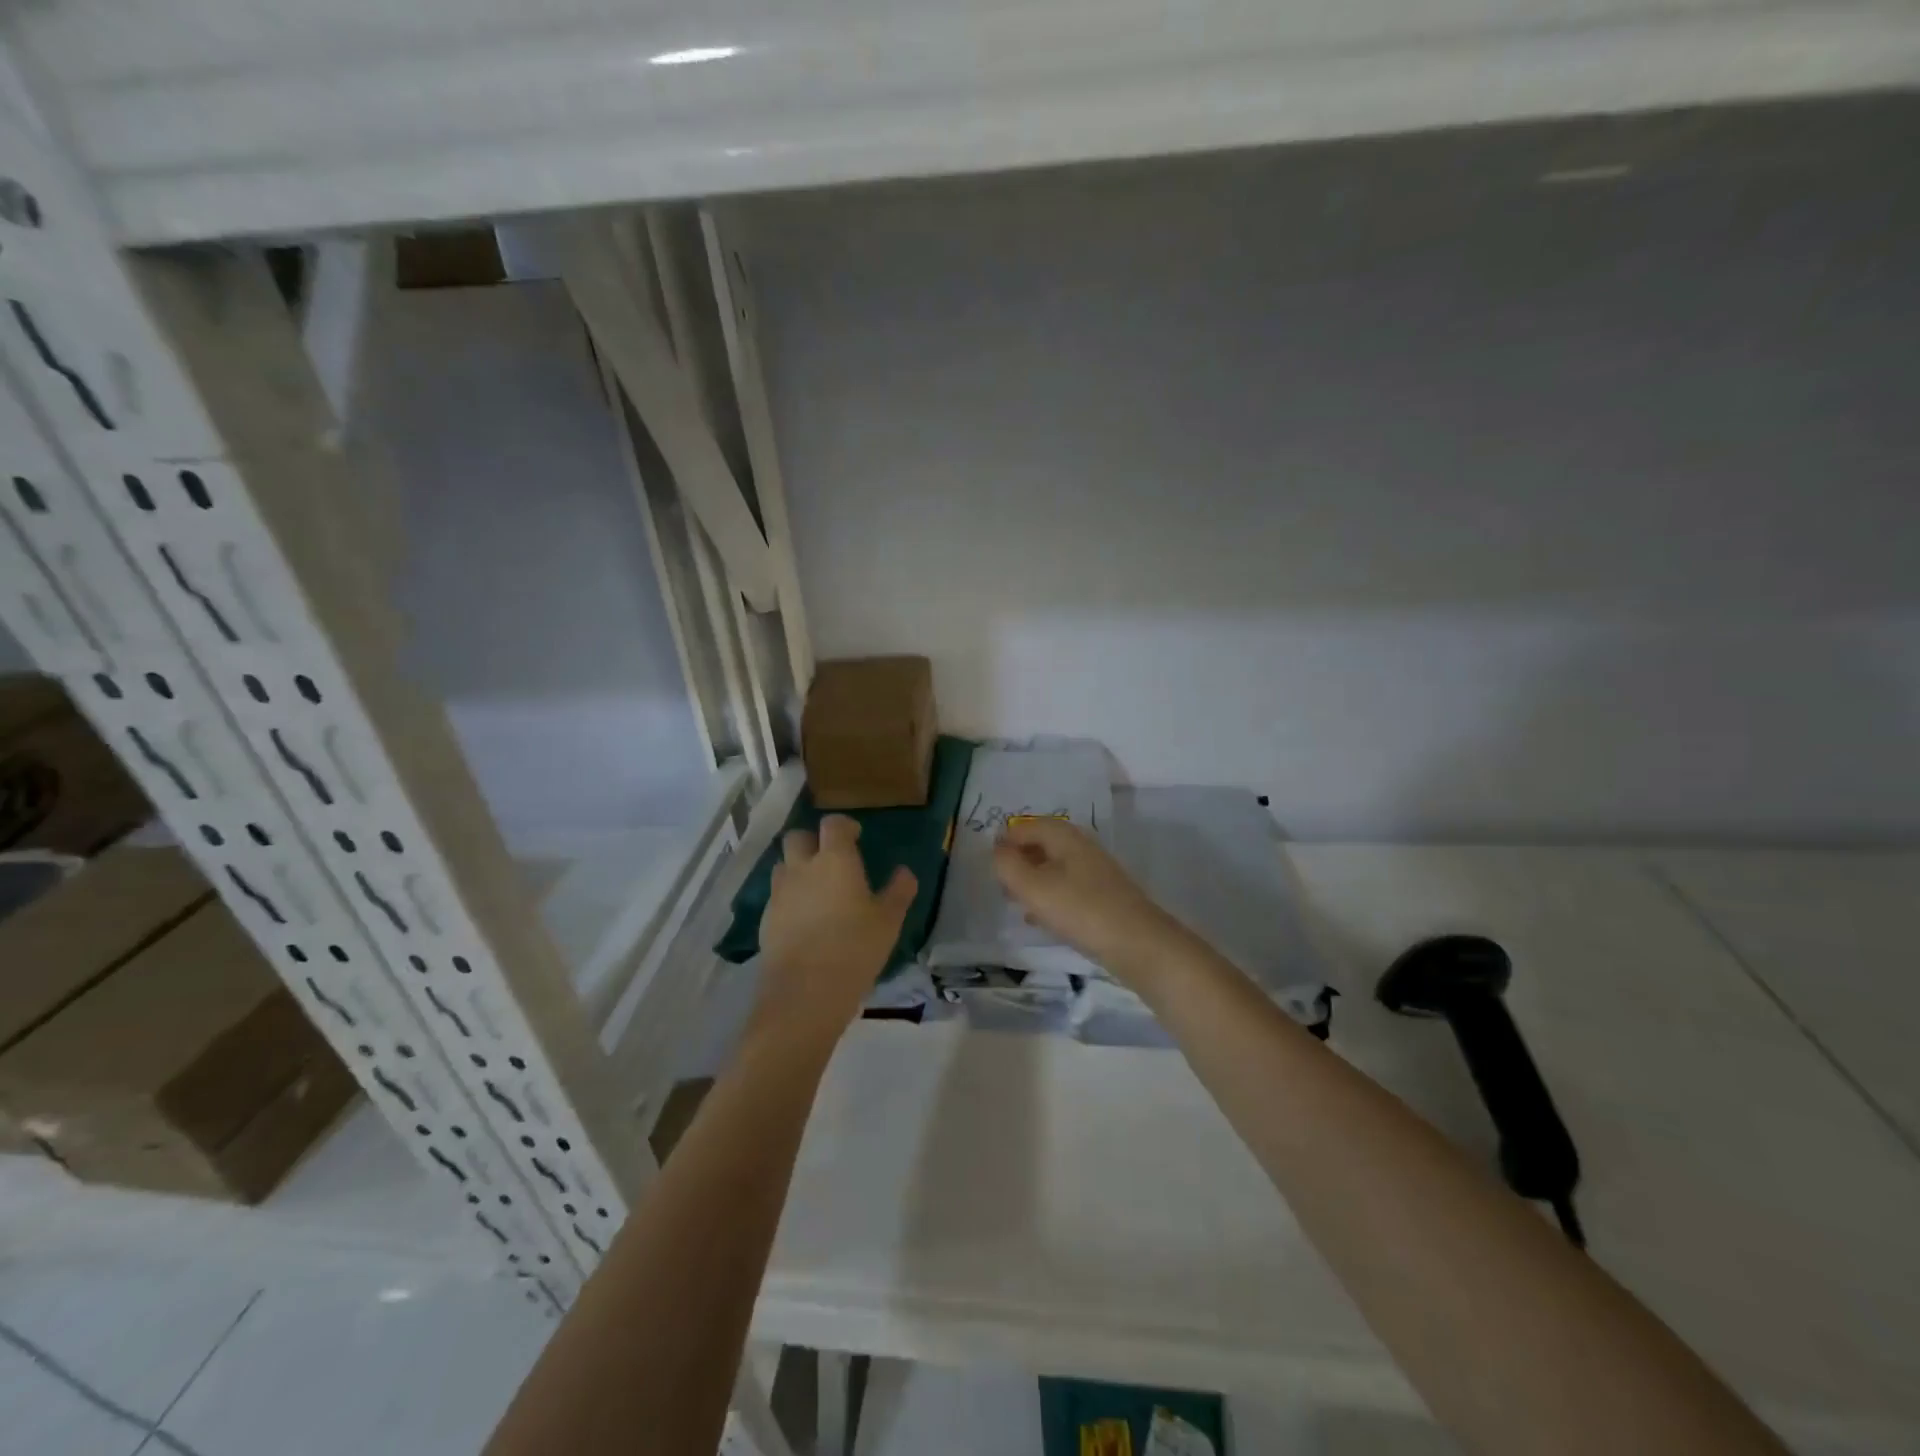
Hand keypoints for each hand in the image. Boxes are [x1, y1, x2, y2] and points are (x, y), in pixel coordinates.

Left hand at [751, 816, 916, 1051]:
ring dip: (797, 868)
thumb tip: (905, 872)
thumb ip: (899, 891)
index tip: (856, 836)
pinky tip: (804, 920)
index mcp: (834, 860)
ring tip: (817, 889)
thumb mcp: (888, 922)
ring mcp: (779, 894)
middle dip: (813, 841)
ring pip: (783, 866)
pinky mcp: (766, 919)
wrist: (804, 994)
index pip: (833, 824)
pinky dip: (790, 898)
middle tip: (831, 859)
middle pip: (797, 837)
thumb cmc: (855, 949)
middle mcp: (802, 868)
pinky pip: (777, 896)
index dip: (844, 825)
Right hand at [991, 818, 1187, 985]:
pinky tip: (1039, 918)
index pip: (1026, 826)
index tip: (989, 865)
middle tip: (1000, 884)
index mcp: (1064, 836)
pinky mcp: (1102, 896)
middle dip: (1018, 860)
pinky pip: (1067, 888)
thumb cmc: (1080, 910)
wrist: (1138, 944)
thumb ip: (1008, 866)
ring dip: (1032, 880)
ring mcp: (1094, 871)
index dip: (1004, 842)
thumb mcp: (1034, 888)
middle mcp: (1080, 846)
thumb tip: (996, 850)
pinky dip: (1049, 897)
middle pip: (1041, 844)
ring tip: (1015, 902)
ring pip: (1054, 867)